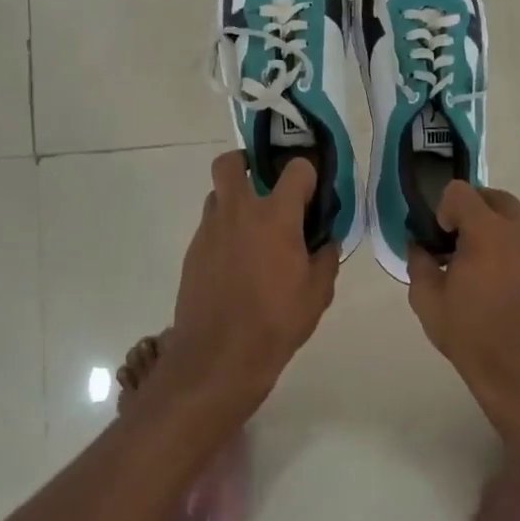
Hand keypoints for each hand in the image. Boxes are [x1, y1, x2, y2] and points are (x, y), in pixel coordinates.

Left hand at [162, 151, 338, 409]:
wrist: (217, 358)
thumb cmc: (275, 322)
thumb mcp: (317, 294)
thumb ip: (326, 258)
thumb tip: (326, 241)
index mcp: (275, 215)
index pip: (296, 168)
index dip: (308, 175)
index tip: (313, 193)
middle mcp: (238, 211)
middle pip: (232, 162)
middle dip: (247, 163)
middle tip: (264, 186)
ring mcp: (210, 229)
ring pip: (217, 195)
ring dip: (234, 201)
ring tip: (252, 231)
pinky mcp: (193, 251)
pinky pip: (210, 226)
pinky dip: (224, 232)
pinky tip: (237, 263)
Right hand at [408, 183, 519, 427]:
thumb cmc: (474, 337)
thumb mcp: (428, 302)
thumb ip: (419, 263)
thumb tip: (418, 245)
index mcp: (488, 231)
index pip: (460, 191)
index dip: (445, 210)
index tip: (442, 239)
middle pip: (493, 198)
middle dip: (473, 213)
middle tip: (462, 247)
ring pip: (518, 219)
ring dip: (499, 230)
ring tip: (490, 268)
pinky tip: (513, 284)